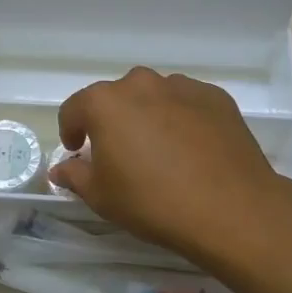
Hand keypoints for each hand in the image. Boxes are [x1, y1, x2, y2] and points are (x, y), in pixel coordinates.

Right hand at [49, 67, 286, 264]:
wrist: (230, 208)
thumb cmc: (153, 202)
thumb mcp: (102, 197)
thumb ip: (76, 175)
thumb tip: (61, 168)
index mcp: (105, 103)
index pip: (75, 109)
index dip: (71, 130)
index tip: (79, 151)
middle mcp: (142, 84)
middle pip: (116, 98)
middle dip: (112, 121)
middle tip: (121, 154)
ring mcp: (182, 87)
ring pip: (154, 97)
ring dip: (148, 116)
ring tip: (160, 151)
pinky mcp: (216, 97)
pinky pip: (187, 103)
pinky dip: (182, 119)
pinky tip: (191, 149)